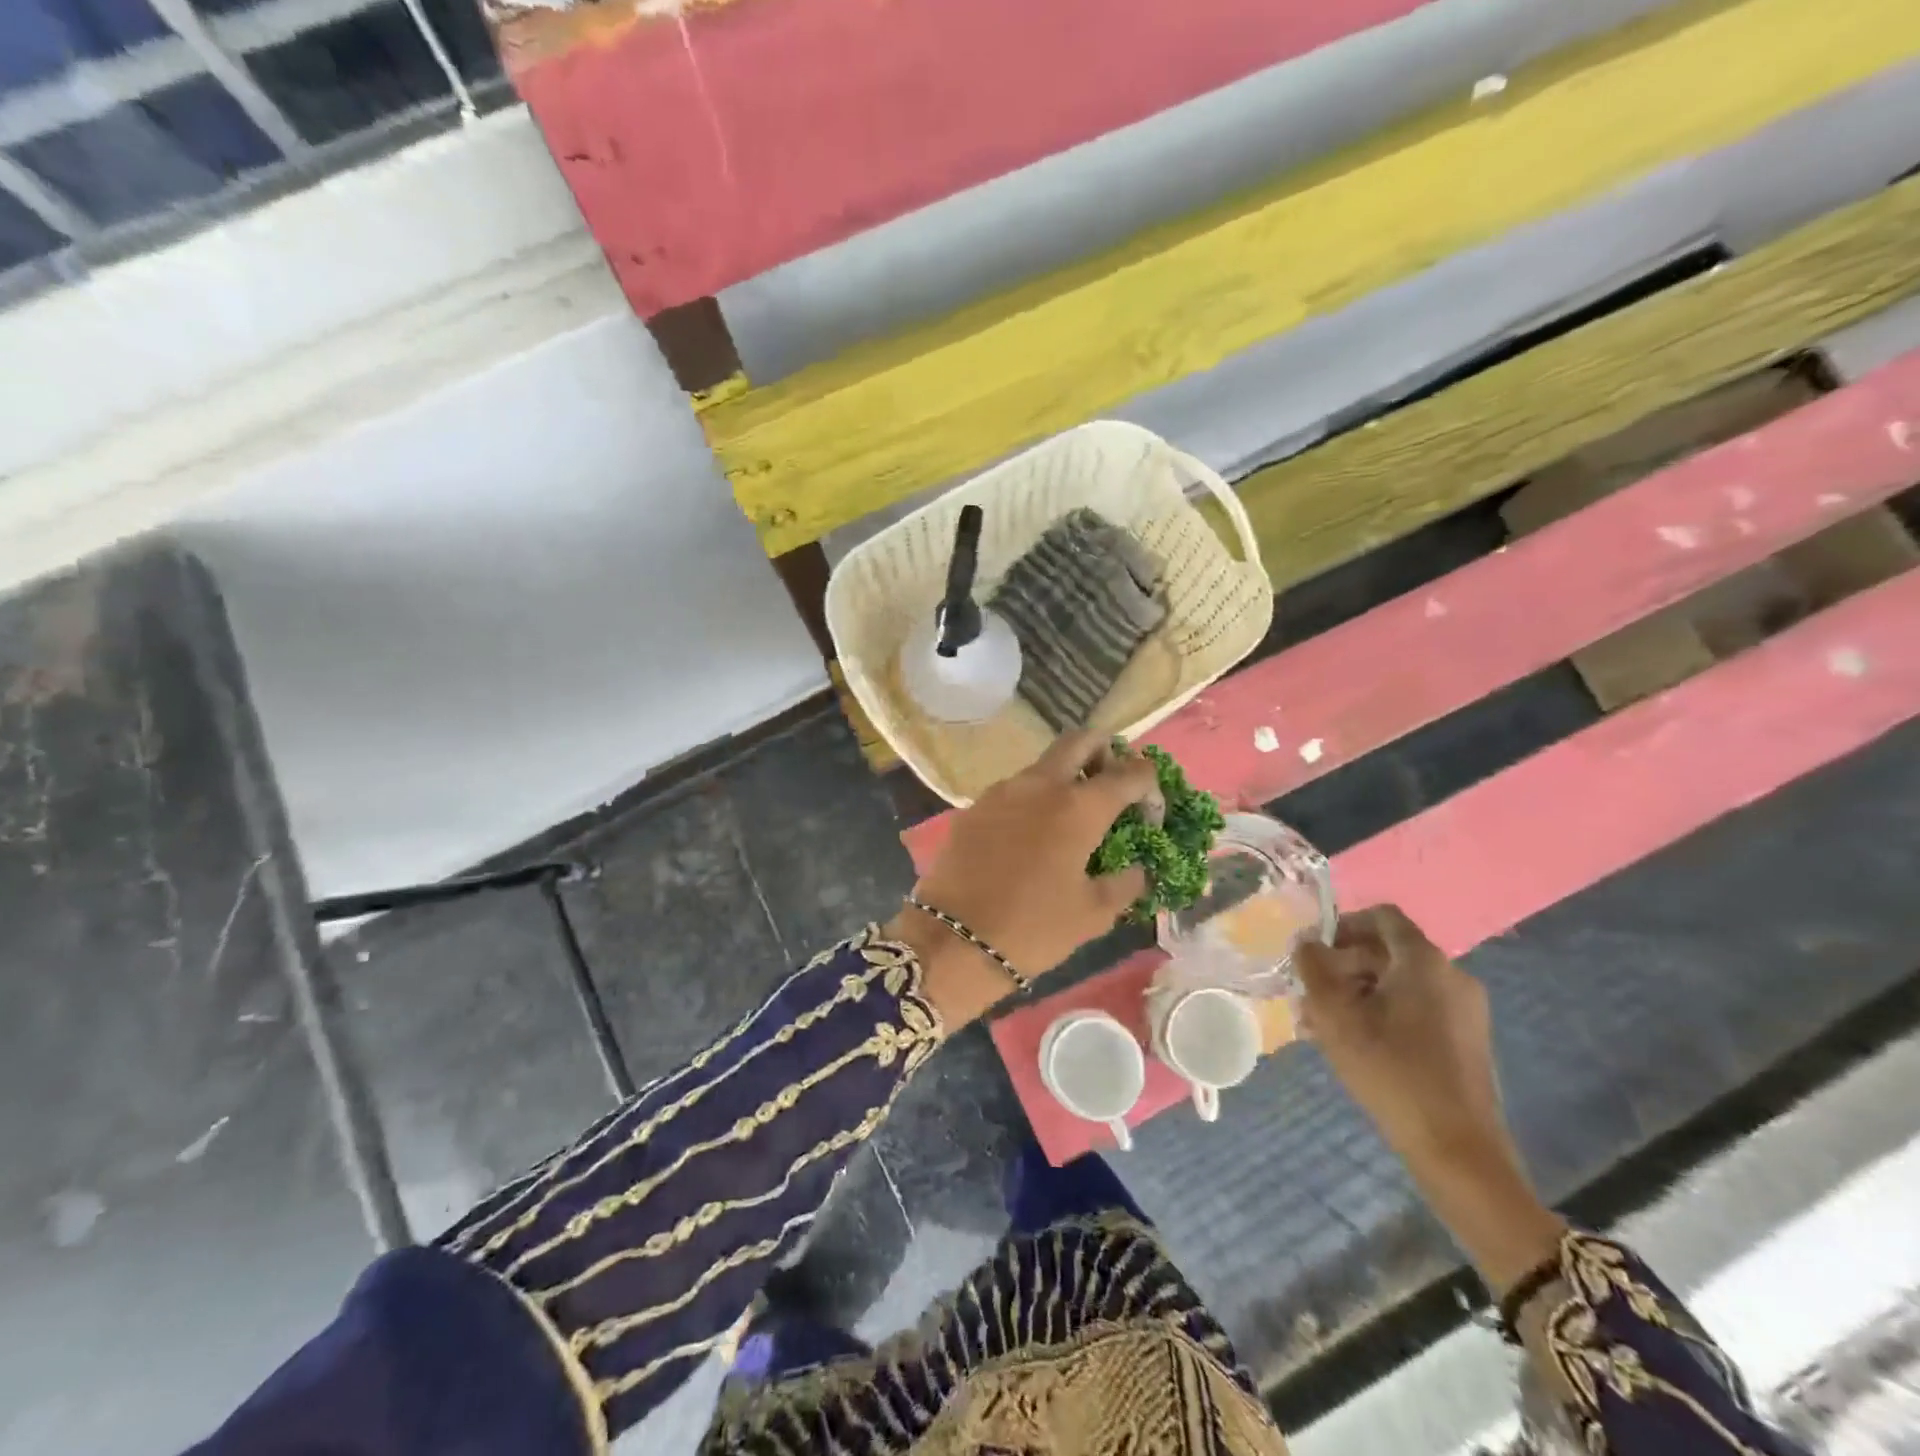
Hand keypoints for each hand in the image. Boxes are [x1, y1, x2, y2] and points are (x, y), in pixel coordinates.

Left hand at [888, 732, 1154, 1020]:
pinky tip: (1031, 838)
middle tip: (1110, 790)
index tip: (1149, 817)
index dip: (1149, 788)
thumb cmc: (1034, 928)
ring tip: (1070, 821)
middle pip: (1081, 741)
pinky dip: (1033, 800)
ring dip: (1065, 779)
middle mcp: (1041, 784)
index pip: (1130, 772)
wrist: (954, 941)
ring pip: (1044, 764)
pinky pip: (1014, 790)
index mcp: (1079, 806)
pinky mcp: (974, 806)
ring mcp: (1002, 791)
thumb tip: (1137, 868)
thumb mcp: (1094, 914)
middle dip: (1105, 754)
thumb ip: (1125, 883)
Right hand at [1296, 905, 1563, 1290]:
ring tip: (1323, 1025)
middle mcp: (1451, 975)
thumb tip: (1305, 941)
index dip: (1343, 924)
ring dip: (1357, 993)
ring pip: (1398, 983)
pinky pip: (1416, 1008)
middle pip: (1387, 950)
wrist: (1458, 1150)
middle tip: (1309, 995)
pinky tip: (1355, 1045)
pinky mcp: (1465, 1040)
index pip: (1381, 916)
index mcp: (1424, 961)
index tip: (1314, 953)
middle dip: (1343, 966)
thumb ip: (1313, 968)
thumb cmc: (1391, 1072)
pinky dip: (1382, 1013)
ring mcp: (1464, 1009)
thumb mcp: (1335, 1016)